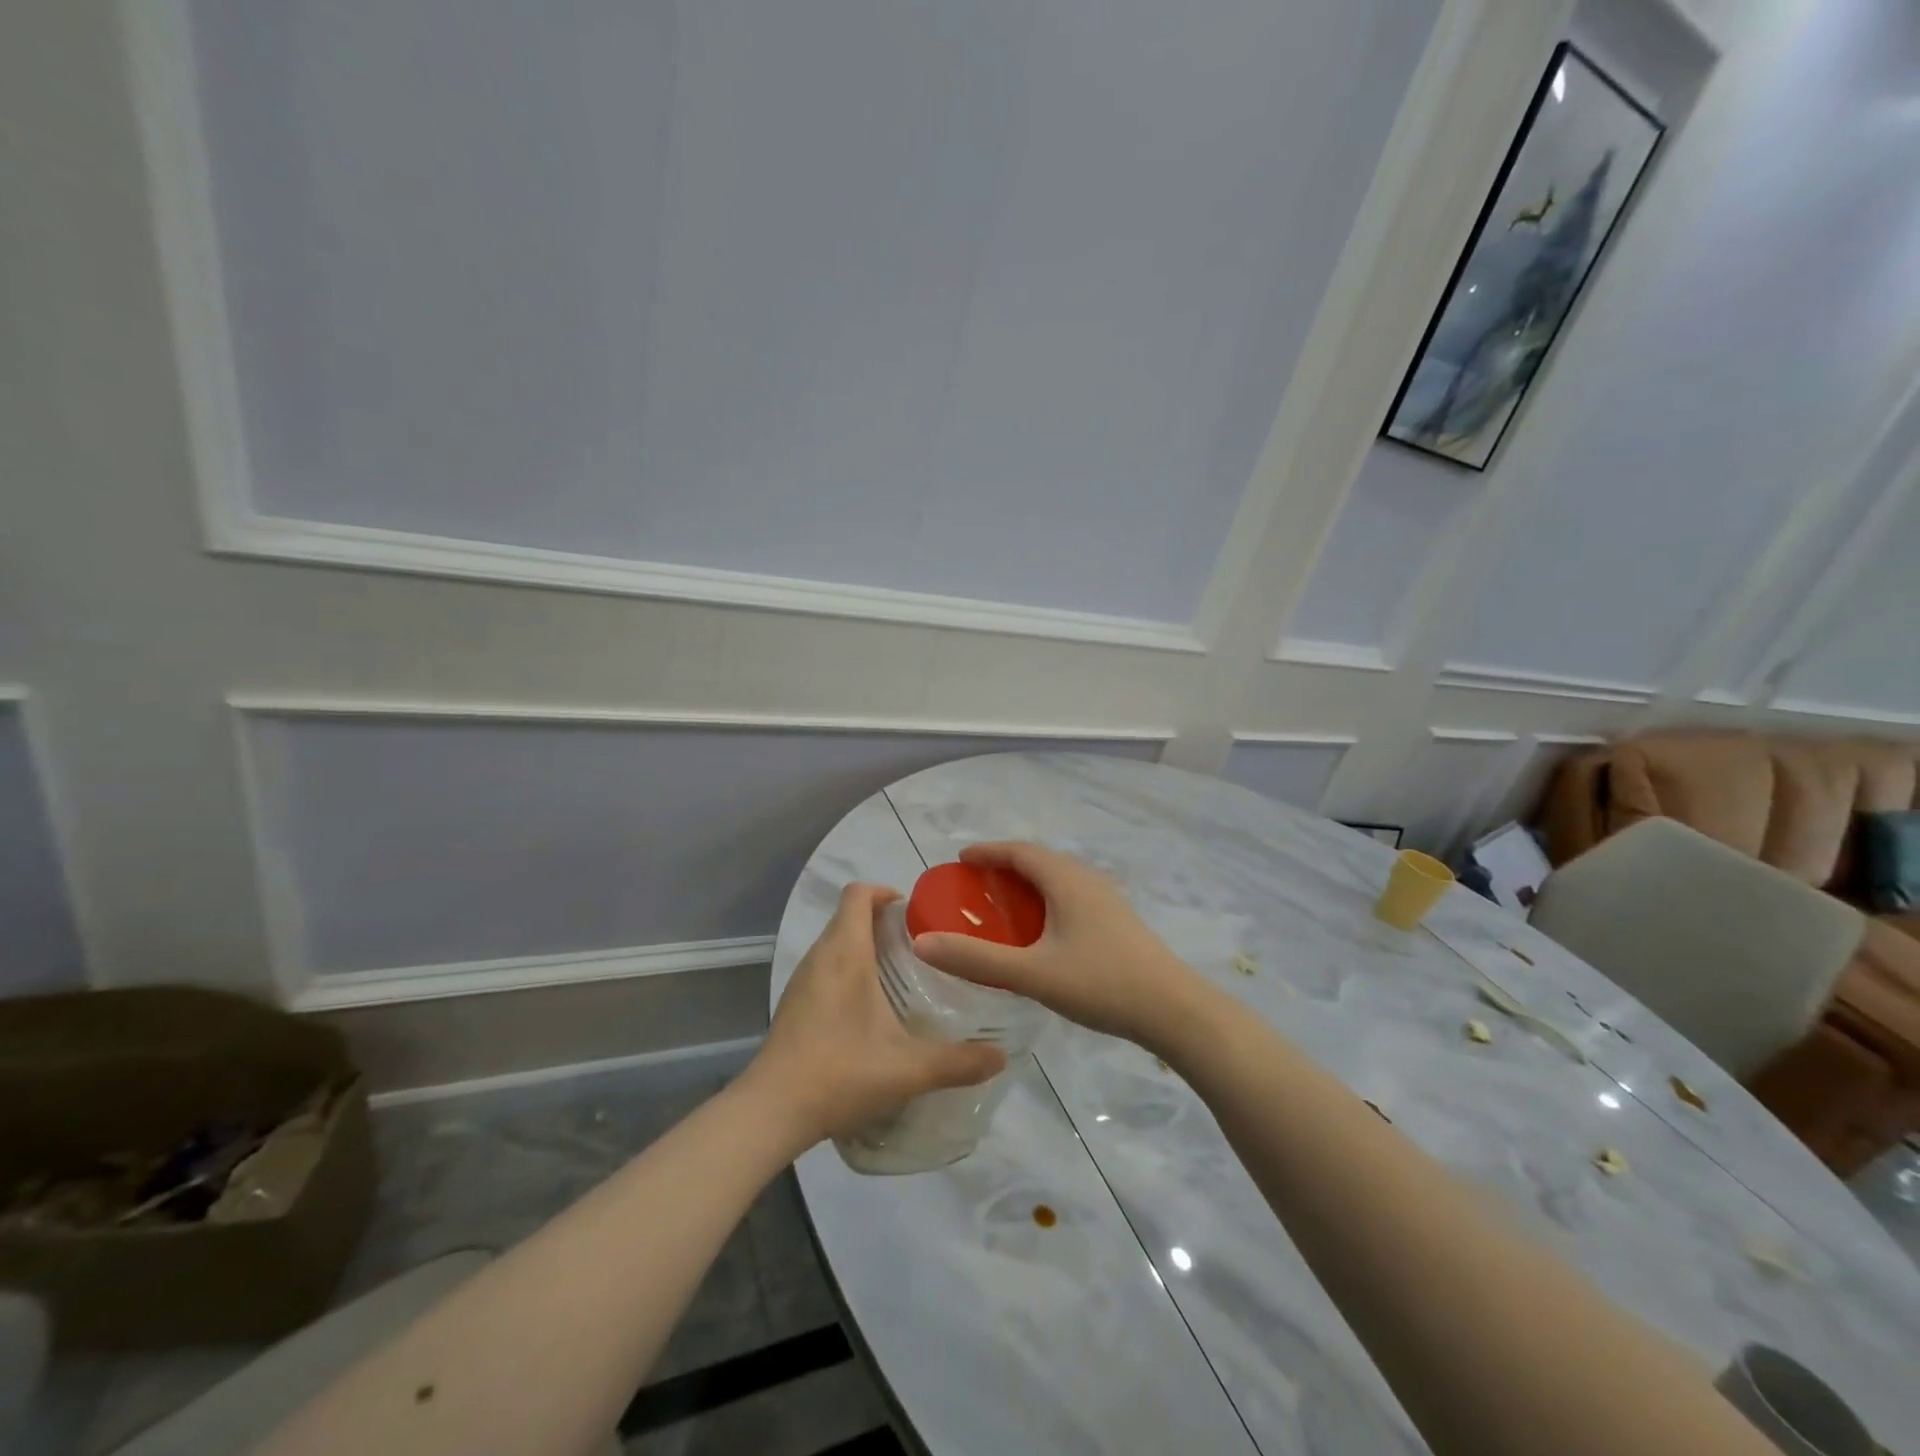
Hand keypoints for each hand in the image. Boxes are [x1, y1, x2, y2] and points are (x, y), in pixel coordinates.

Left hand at [745, 883, 1005, 1149]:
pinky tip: (869, 1009)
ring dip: (864, 945)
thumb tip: (1001, 1057)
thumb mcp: (908, 1069)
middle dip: (882, 921)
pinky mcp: (793, 1004)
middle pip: (848, 915)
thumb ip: (958, 1062)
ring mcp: (802, 980)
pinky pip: (825, 967)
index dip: (885, 893)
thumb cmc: (840, 1073)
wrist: (771, 1112)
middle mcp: (820, 956)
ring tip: (900, 975)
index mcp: (845, 953)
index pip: (858, 894)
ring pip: (835, 942)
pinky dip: (848, 970)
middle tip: (921, 947)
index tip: (915, 914)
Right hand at [911, 842, 1204, 1050]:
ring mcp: (1107, 899)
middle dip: (1005, 866)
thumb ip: (977, 960)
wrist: (1174, 1009)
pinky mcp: (1117, 920)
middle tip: (975, 884)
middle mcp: (1087, 879)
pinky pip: (1071, 895)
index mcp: (1066, 880)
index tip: (960, 859)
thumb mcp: (1033, 974)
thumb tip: (923, 943)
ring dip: (1028, 883)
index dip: (988, 851)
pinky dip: (1046, 900)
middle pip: (1039, 860)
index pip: (1019, 851)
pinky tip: (1042, 931)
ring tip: (1003, 905)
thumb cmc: (1102, 984)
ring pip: (1058, 878)